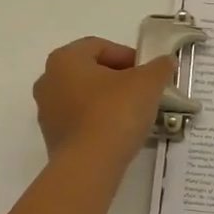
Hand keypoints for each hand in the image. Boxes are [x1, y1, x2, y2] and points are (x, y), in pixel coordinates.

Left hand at [33, 37, 173, 163]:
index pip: (100, 46)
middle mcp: (48, 80)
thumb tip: (166, 61)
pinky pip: (80, 121)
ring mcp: (47, 111)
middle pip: (90, 71)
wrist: (90, 166)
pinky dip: (98, 121)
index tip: (148, 72)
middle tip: (143, 91)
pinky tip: (119, 133)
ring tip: (134, 114)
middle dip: (119, 78)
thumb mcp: (147, 83)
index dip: (128, 56)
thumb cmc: (115, 112)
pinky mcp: (52, 138)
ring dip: (108, 101)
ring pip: (84, 97)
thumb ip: (159, 67)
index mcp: (65, 59)